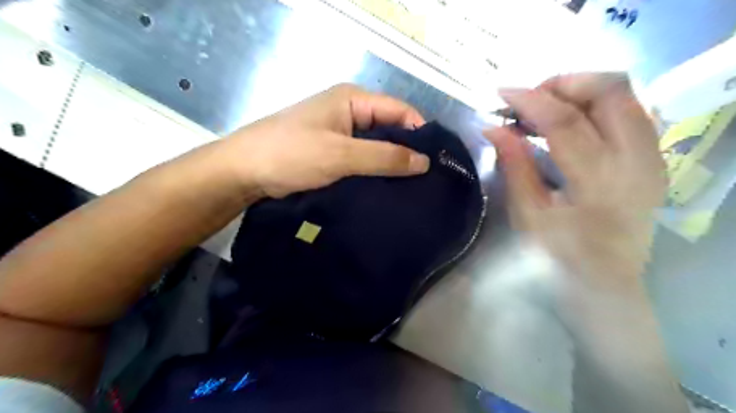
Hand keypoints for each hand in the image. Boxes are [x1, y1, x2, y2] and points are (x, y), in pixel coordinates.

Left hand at [220, 84, 428, 197]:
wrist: (245, 171)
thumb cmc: (292, 154)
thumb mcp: (341, 154)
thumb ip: (384, 156)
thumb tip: (425, 162)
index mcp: (353, 99)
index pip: (400, 111)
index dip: (420, 133)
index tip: (436, 162)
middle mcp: (350, 112)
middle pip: (389, 128)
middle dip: (407, 151)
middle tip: (426, 180)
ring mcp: (340, 133)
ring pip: (376, 146)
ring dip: (391, 164)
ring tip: (411, 188)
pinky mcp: (333, 152)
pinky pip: (362, 159)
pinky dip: (375, 171)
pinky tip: (387, 189)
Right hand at [483, 73, 667, 296]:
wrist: (606, 287)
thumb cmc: (559, 258)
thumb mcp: (527, 216)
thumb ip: (514, 166)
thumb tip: (493, 128)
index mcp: (598, 182)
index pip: (564, 121)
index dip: (529, 100)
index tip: (501, 94)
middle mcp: (636, 160)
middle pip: (610, 90)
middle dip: (562, 84)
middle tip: (527, 100)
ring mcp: (652, 157)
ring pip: (625, 94)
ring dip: (579, 91)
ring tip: (544, 108)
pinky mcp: (653, 159)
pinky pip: (631, 111)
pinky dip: (597, 105)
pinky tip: (571, 120)